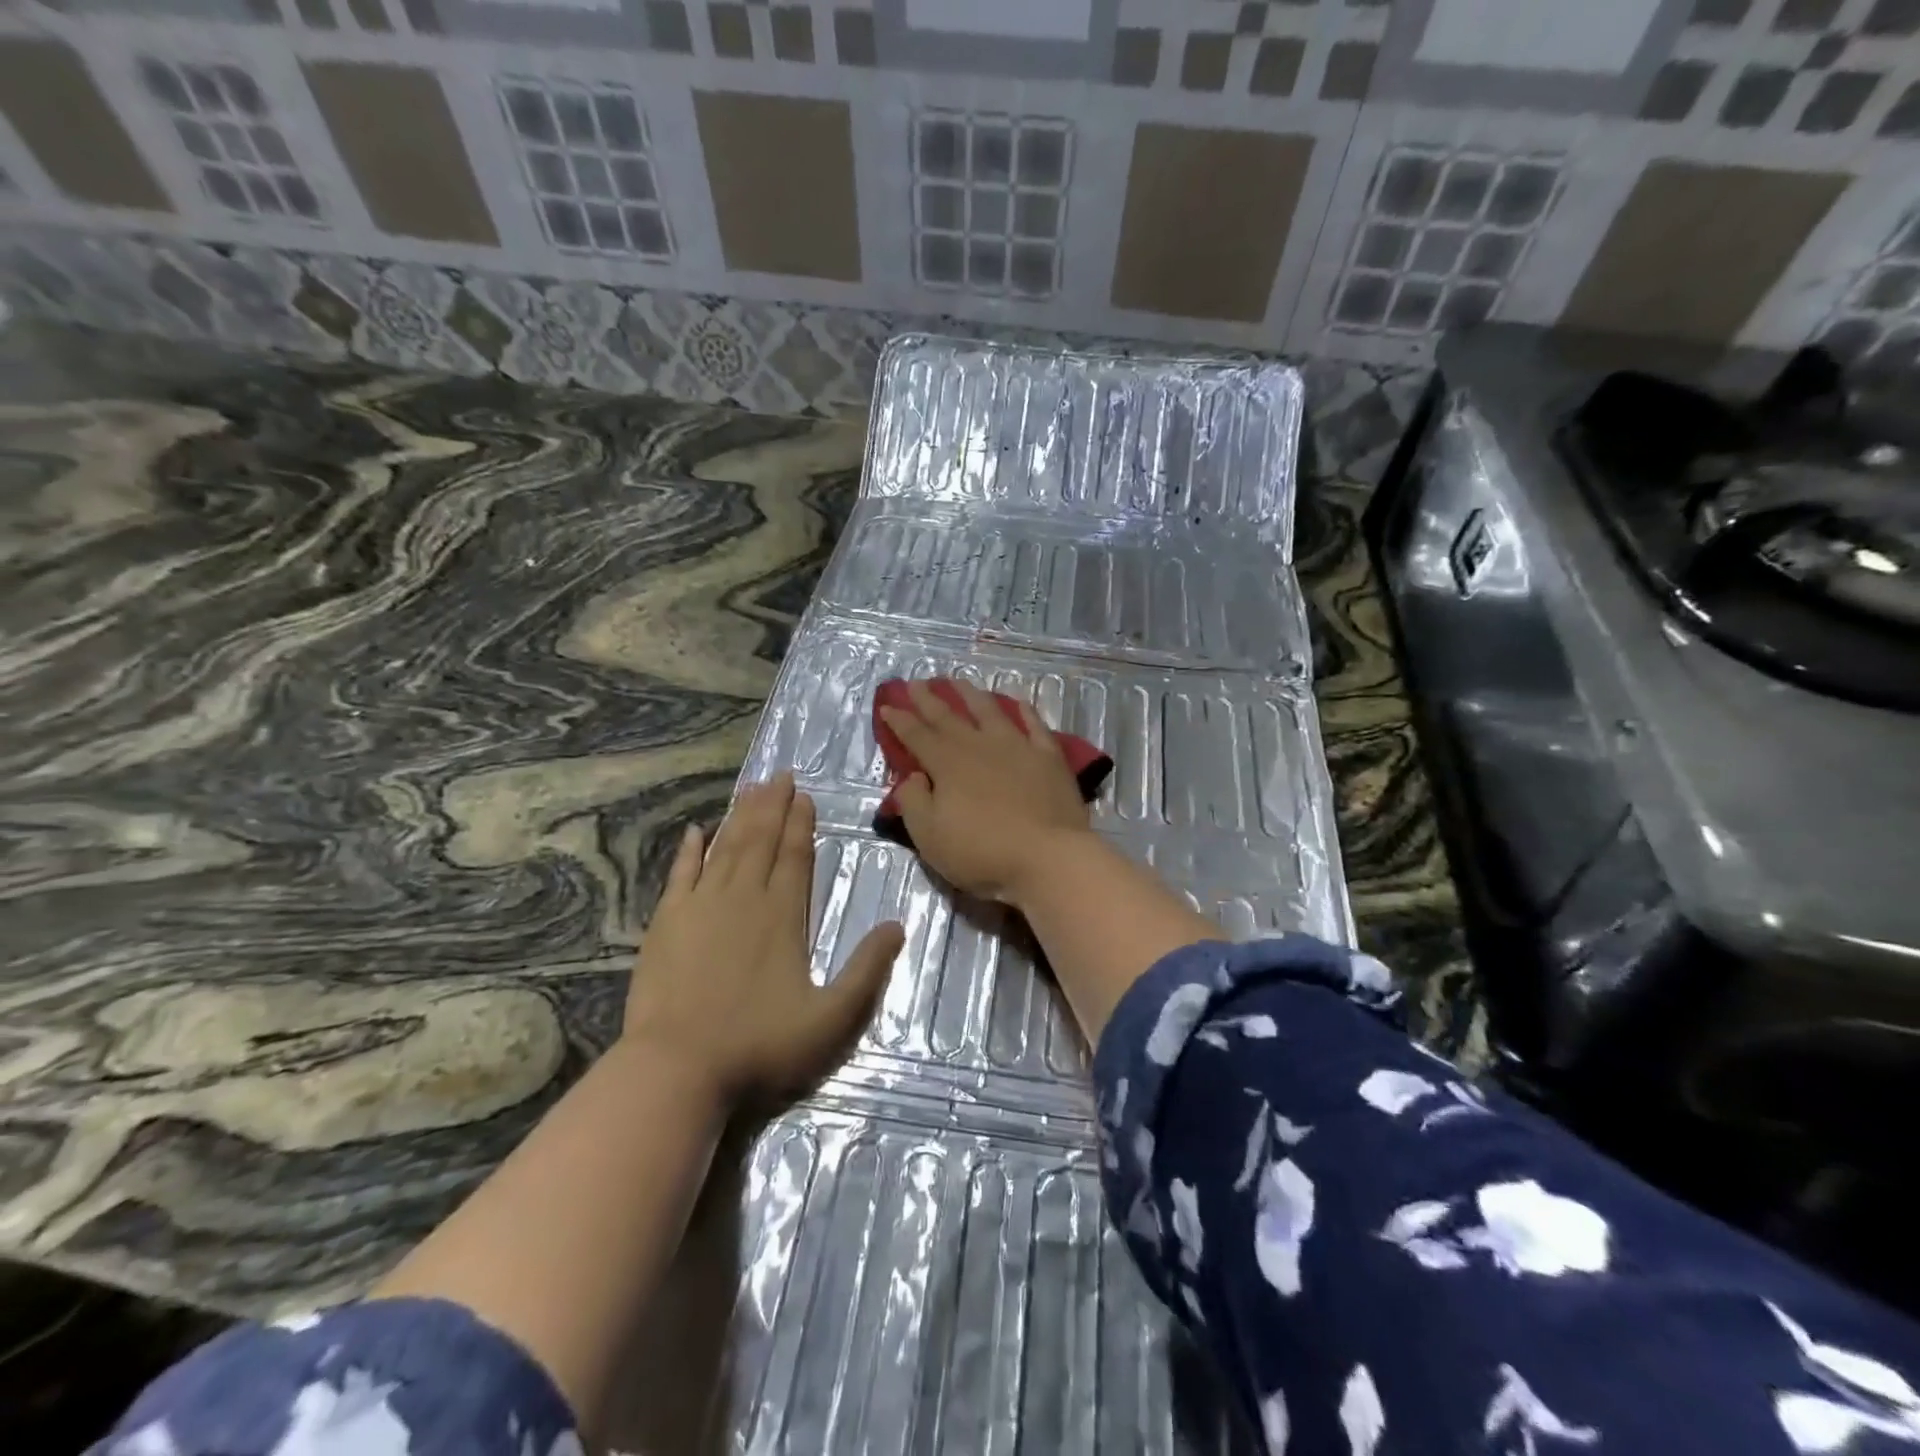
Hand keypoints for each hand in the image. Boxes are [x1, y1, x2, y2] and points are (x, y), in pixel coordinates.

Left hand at [623, 773, 903, 1103]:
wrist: (678, 1068)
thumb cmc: (759, 1045)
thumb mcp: (831, 1018)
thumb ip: (867, 970)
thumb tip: (897, 925)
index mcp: (783, 915)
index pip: (796, 856)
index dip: (801, 824)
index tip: (804, 795)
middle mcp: (743, 898)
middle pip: (761, 841)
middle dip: (773, 806)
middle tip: (780, 775)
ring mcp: (701, 906)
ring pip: (725, 847)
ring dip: (740, 816)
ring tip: (752, 788)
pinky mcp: (667, 922)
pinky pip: (681, 873)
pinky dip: (689, 850)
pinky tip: (696, 830)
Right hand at [879, 679, 1095, 904]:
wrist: (1048, 857)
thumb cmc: (982, 852)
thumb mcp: (930, 836)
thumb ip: (914, 801)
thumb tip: (912, 776)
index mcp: (947, 763)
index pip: (916, 735)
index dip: (899, 720)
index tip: (887, 706)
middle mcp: (979, 745)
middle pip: (948, 716)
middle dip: (928, 699)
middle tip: (915, 682)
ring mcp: (1017, 746)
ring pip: (989, 710)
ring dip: (971, 694)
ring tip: (959, 681)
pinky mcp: (1048, 756)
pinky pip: (1034, 724)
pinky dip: (1024, 710)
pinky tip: (1018, 702)